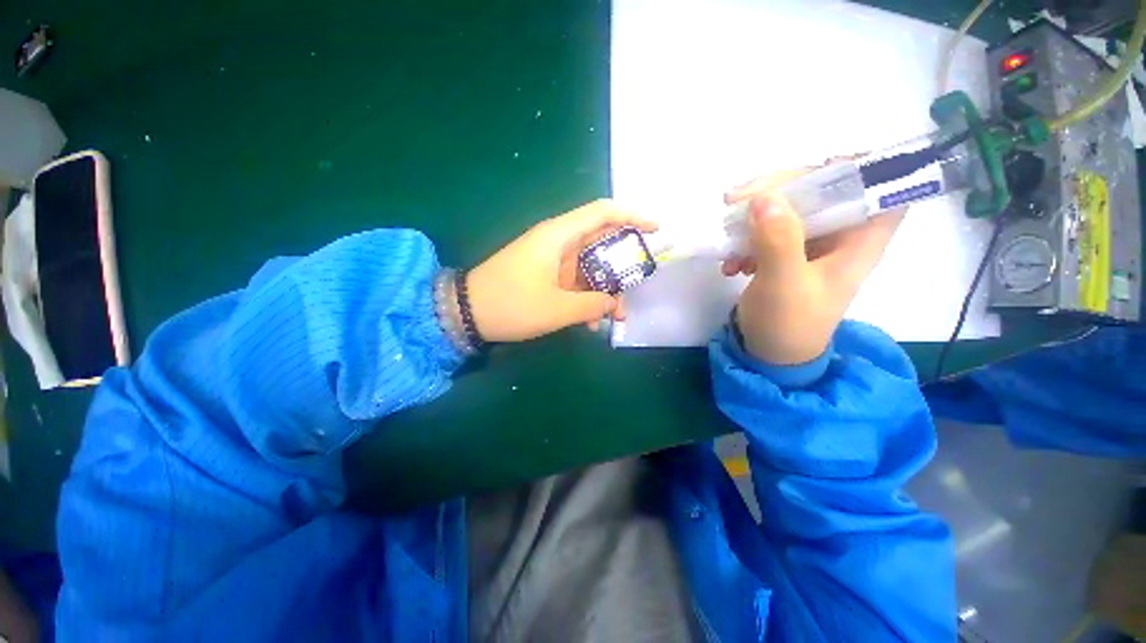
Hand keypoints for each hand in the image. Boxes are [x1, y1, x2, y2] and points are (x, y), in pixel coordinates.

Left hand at [467, 200, 657, 341]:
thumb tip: (612, 304)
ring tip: (614, 316)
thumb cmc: (511, 304)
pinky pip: (573, 281)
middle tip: (634, 289)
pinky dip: (585, 297)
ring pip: (588, 267)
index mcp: (559, 236)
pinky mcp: (544, 275)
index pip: (602, 213)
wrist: (466, 313)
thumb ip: (592, 306)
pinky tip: (589, 322)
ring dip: (603, 289)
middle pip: (600, 243)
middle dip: (621, 267)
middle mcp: (557, 242)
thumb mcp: (557, 309)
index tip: (655, 230)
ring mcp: (550, 259)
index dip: (632, 217)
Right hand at [722, 170, 903, 364]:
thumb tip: (764, 196)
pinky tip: (731, 262)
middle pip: (823, 193)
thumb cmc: (787, 324)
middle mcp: (839, 239)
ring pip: (790, 211)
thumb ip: (778, 240)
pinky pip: (768, 233)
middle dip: (781, 190)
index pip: (882, 190)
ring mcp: (809, 247)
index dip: (862, 168)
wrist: (768, 354)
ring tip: (727, 234)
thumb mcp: (783, 283)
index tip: (820, 163)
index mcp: (858, 243)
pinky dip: (747, 240)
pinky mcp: (785, 257)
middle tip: (738, 197)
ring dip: (755, 218)